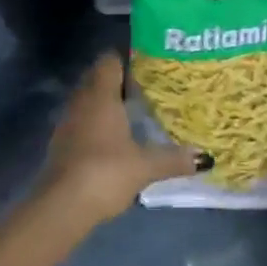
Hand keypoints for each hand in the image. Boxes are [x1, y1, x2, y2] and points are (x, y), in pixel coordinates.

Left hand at [38, 54, 202, 231]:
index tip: (148, 65)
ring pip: (88, 100)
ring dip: (106, 104)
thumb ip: (173, 159)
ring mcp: (68, 122)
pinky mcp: (61, 144)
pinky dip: (96, 124)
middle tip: (147, 88)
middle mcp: (81, 100)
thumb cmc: (105, 172)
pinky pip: (81, 121)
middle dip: (119, 81)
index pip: (110, 60)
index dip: (127, 58)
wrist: (61, 207)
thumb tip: (205, 157)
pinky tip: (114, 140)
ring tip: (134, 113)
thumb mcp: (144, 166)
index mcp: (101, 94)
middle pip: (98, 78)